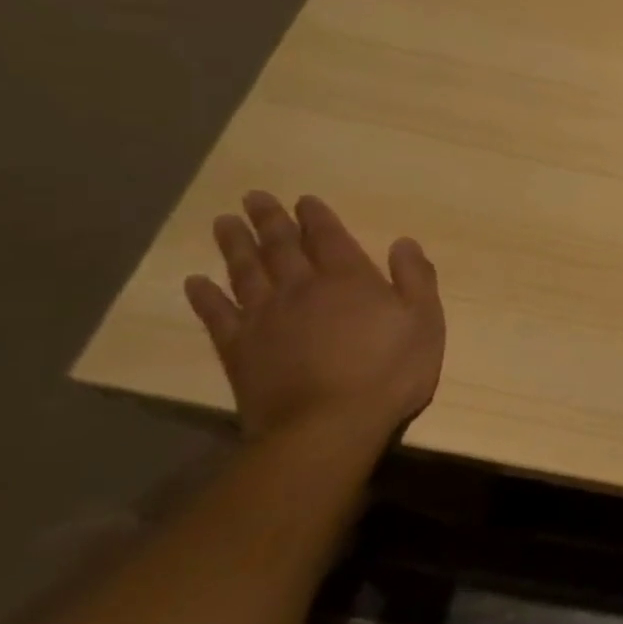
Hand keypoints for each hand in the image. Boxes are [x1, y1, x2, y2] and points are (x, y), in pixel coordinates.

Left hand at [184, 192, 444, 448]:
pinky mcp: (239, 349)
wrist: (327, 426)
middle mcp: (302, 288)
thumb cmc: (388, 372)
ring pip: (246, 271)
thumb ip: (416, 279)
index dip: (316, 217)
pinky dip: (205, 296)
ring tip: (224, 223)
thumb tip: (404, 243)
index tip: (304, 200)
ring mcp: (265, 318)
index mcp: (349, 279)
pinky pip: (217, 315)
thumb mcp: (425, 322)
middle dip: (269, 220)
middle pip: (281, 246)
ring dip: (235, 245)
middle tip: (253, 197)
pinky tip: (196, 282)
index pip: (329, 237)